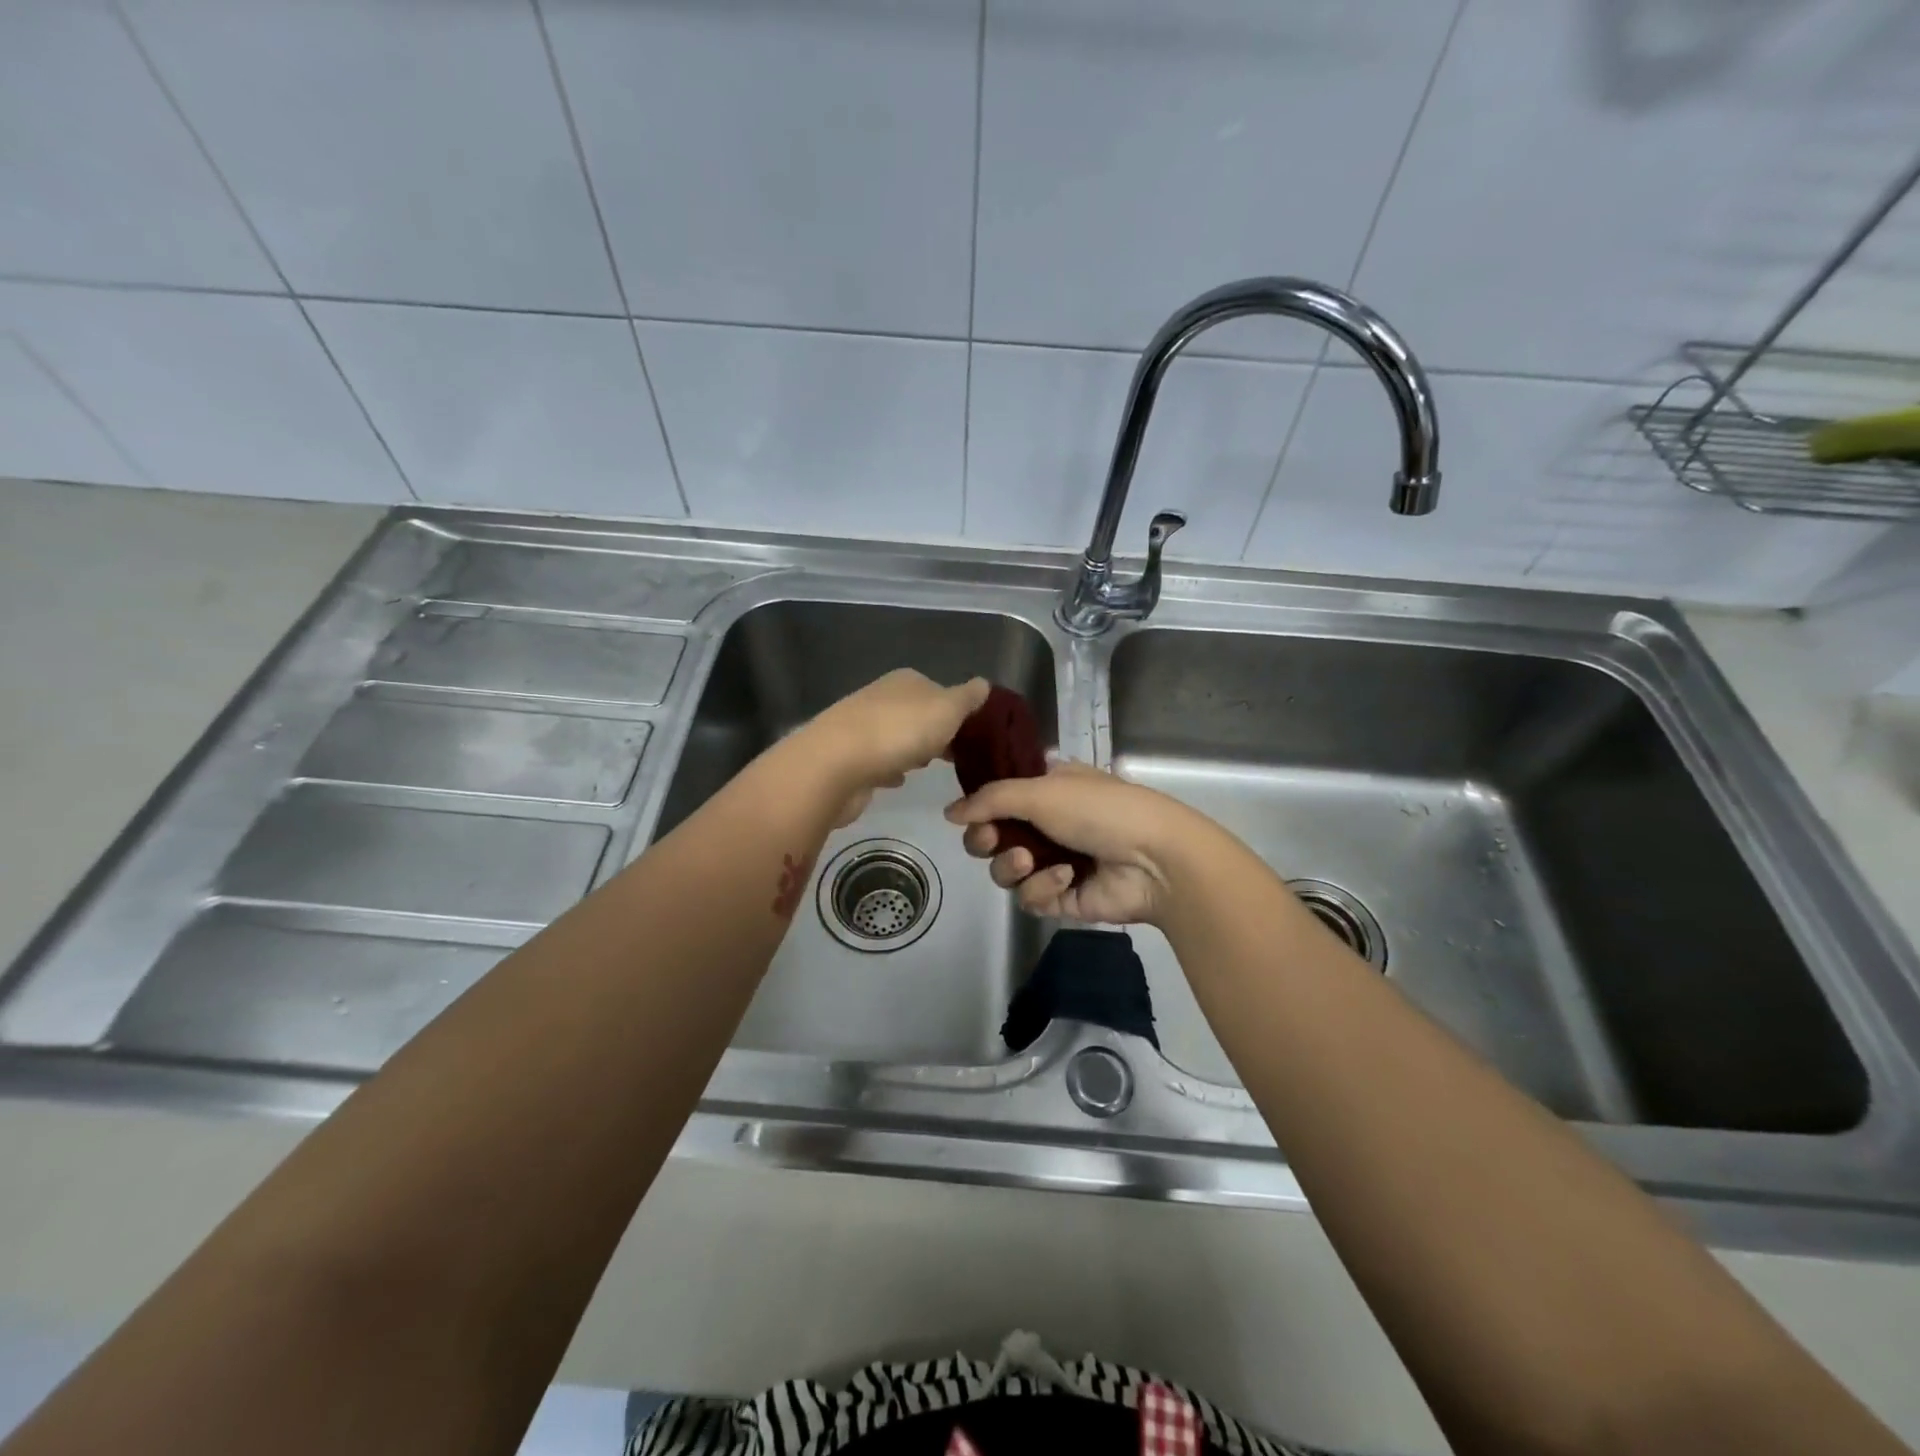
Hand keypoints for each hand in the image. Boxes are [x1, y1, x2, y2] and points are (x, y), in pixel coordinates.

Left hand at [794, 669, 990, 824]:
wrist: (836, 764)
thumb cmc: (899, 731)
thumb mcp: (947, 709)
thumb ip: (967, 698)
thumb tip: (984, 683)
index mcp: (906, 681)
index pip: (939, 691)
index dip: (957, 712)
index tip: (973, 736)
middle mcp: (882, 697)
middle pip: (918, 714)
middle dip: (935, 733)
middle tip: (955, 757)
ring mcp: (862, 727)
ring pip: (898, 737)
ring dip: (912, 751)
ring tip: (928, 769)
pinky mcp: (849, 758)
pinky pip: (879, 761)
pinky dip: (890, 769)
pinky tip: (898, 781)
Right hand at [944, 760, 1193, 925]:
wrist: (1153, 859)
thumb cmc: (1099, 810)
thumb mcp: (1041, 790)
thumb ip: (990, 799)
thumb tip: (949, 814)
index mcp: (1047, 789)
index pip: (998, 797)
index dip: (980, 806)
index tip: (971, 812)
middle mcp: (1047, 824)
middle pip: (993, 837)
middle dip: (987, 839)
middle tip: (992, 839)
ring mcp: (1053, 862)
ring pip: (1005, 870)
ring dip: (1011, 865)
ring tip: (1028, 860)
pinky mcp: (1061, 898)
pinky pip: (1030, 897)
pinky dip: (1043, 886)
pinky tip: (1066, 877)